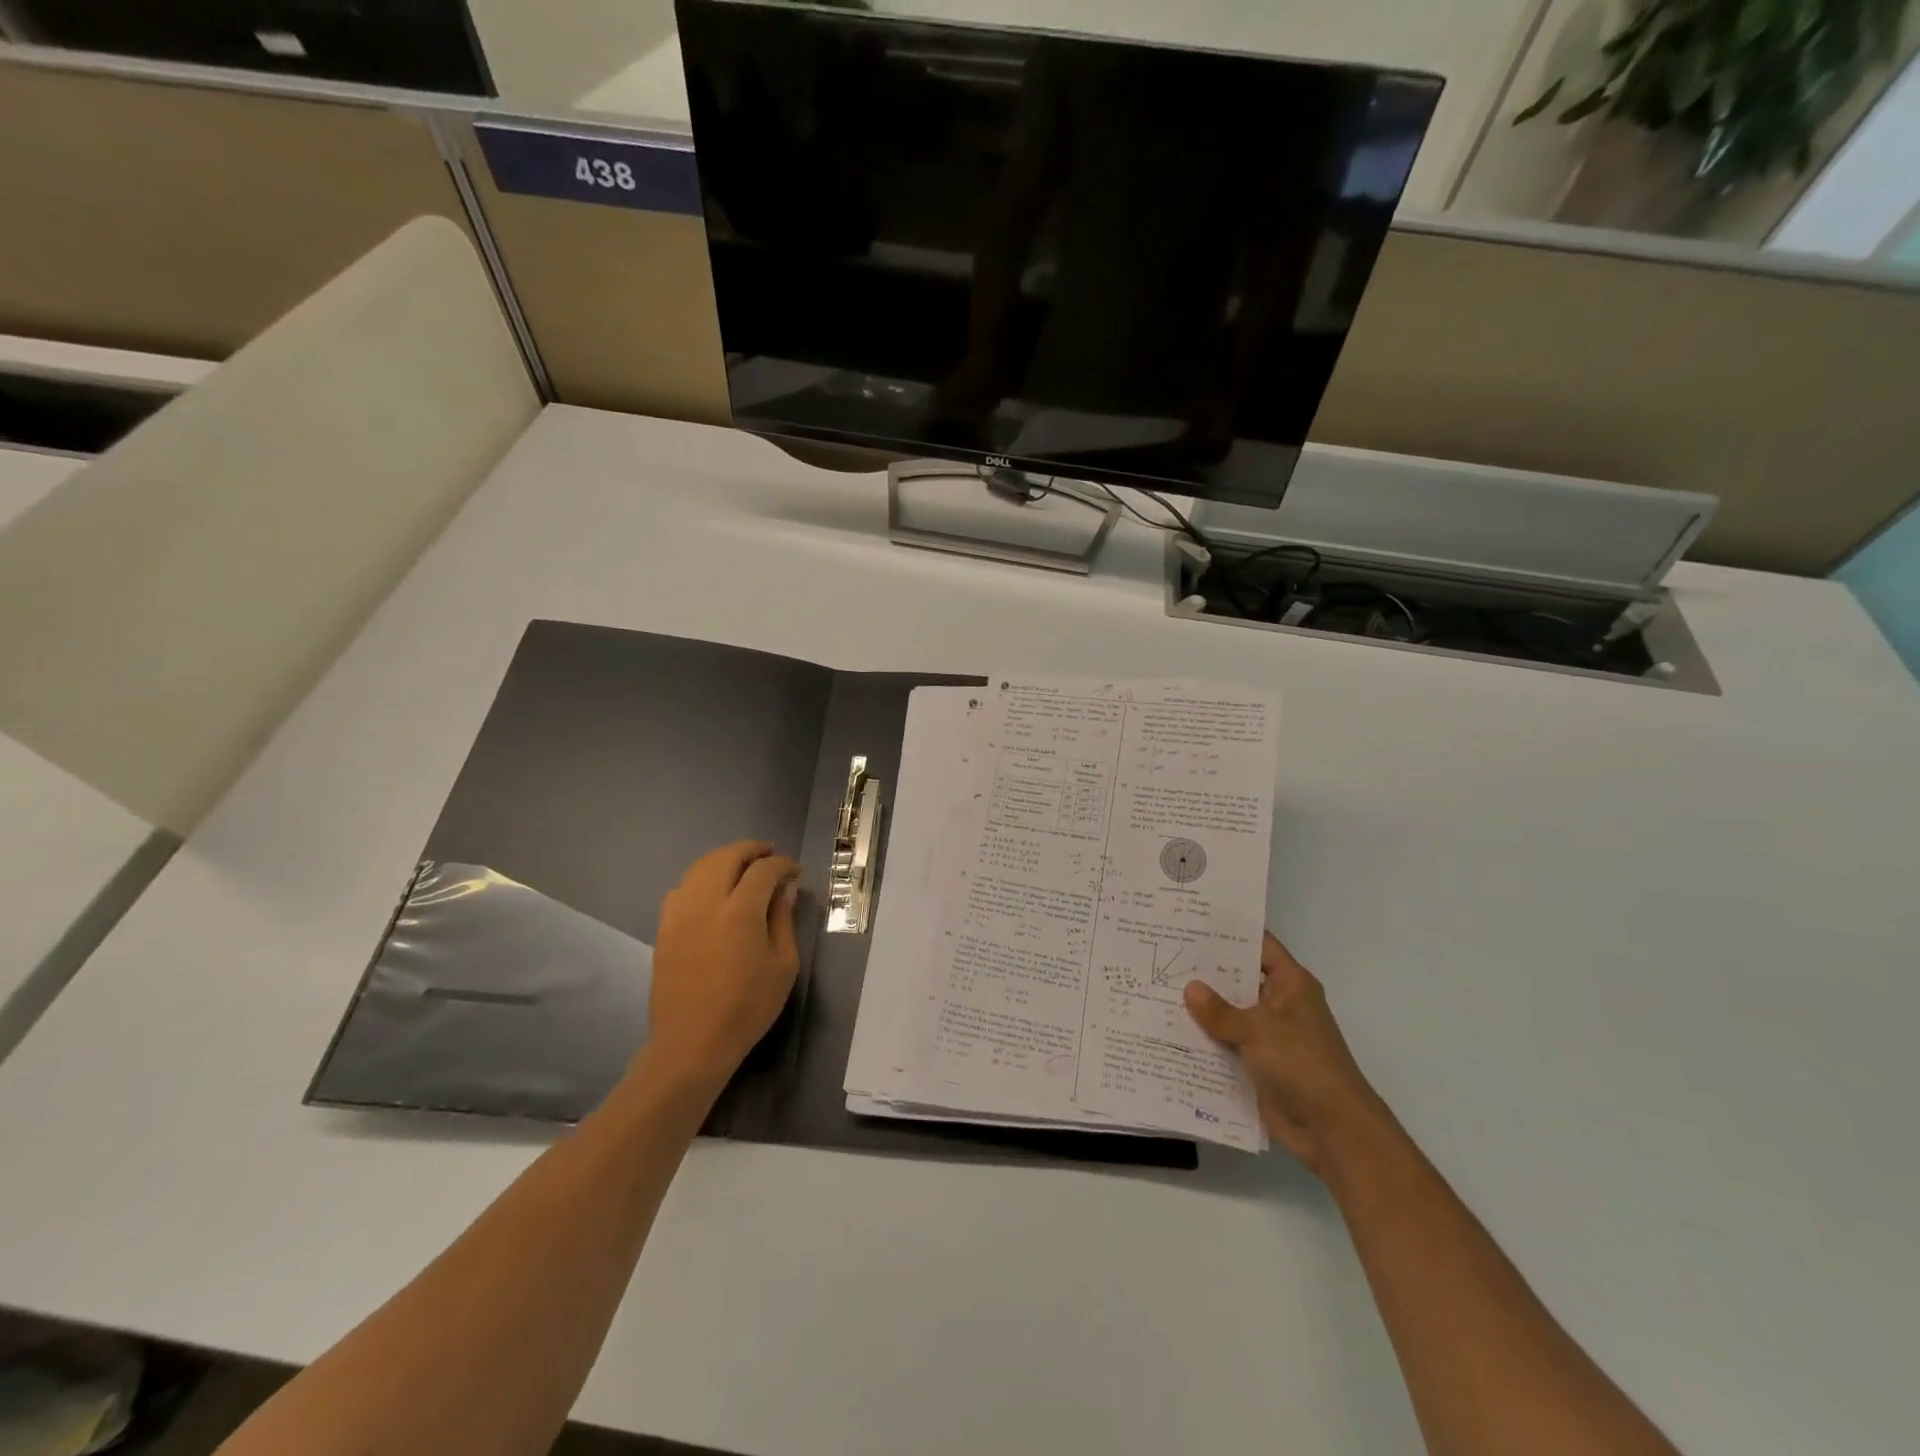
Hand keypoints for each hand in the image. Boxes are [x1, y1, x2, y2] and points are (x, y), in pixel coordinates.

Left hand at [643, 841, 800, 1092]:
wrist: (692, 1042)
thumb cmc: (747, 1007)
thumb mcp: (783, 966)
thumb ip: (783, 921)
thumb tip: (784, 890)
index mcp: (740, 912)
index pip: (763, 870)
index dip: (782, 865)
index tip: (795, 871)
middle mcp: (706, 903)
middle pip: (726, 857)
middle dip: (751, 850)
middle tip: (769, 854)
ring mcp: (679, 914)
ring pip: (700, 867)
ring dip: (724, 859)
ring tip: (742, 866)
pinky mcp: (664, 928)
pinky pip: (681, 888)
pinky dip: (700, 879)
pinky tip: (712, 891)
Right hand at [1185, 932, 1390, 1176]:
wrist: (1333, 1130)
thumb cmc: (1303, 1064)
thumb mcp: (1258, 1030)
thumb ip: (1220, 1010)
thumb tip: (1189, 988)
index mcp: (1290, 983)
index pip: (1257, 944)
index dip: (1228, 932)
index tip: (1191, 920)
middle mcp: (1279, 1004)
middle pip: (1238, 978)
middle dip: (1204, 970)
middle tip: (1163, 951)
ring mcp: (1269, 1035)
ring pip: (1228, 1013)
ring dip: (1200, 1008)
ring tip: (1156, 987)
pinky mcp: (1258, 1064)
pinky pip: (1226, 1044)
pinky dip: (1204, 1040)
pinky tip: (1169, 1030)